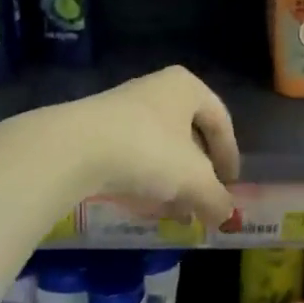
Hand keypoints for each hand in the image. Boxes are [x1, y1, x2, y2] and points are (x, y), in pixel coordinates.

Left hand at [8, 65, 240, 226]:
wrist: (73, 148)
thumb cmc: (148, 151)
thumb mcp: (194, 180)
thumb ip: (217, 198)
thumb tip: (227, 215)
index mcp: (186, 87)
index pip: (220, 121)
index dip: (230, 156)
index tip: (230, 186)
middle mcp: (156, 89)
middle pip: (188, 135)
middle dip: (198, 174)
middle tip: (202, 202)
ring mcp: (122, 107)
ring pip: (159, 147)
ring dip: (171, 181)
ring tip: (174, 212)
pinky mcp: (96, 128)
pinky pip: (132, 154)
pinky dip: (144, 179)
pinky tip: (144, 204)